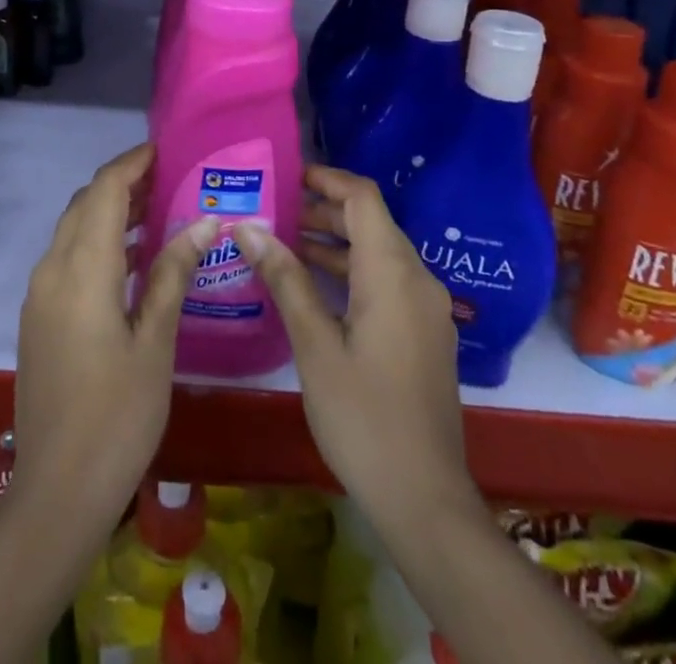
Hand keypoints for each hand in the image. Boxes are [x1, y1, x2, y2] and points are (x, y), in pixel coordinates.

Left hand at [11, 143, 218, 522]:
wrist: (56, 490)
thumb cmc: (117, 415)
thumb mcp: (156, 342)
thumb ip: (174, 273)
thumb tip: (204, 221)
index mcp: (83, 269)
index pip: (105, 191)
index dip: (132, 163)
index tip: (165, 149)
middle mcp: (53, 270)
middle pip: (86, 204)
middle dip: (123, 183)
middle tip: (169, 178)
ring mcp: (40, 295)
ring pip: (74, 230)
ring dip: (110, 212)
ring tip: (158, 210)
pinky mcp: (39, 317)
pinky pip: (68, 258)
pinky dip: (98, 243)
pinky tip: (133, 261)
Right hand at [236, 165, 466, 512]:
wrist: (425, 498)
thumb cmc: (363, 416)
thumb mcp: (315, 344)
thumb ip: (285, 278)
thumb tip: (249, 227)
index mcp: (393, 272)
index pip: (363, 198)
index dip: (327, 179)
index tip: (288, 176)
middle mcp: (418, 279)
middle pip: (372, 222)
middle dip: (324, 211)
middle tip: (275, 210)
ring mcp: (427, 308)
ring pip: (379, 253)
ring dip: (336, 243)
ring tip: (284, 243)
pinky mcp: (426, 333)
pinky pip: (388, 281)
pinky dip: (353, 271)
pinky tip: (315, 288)